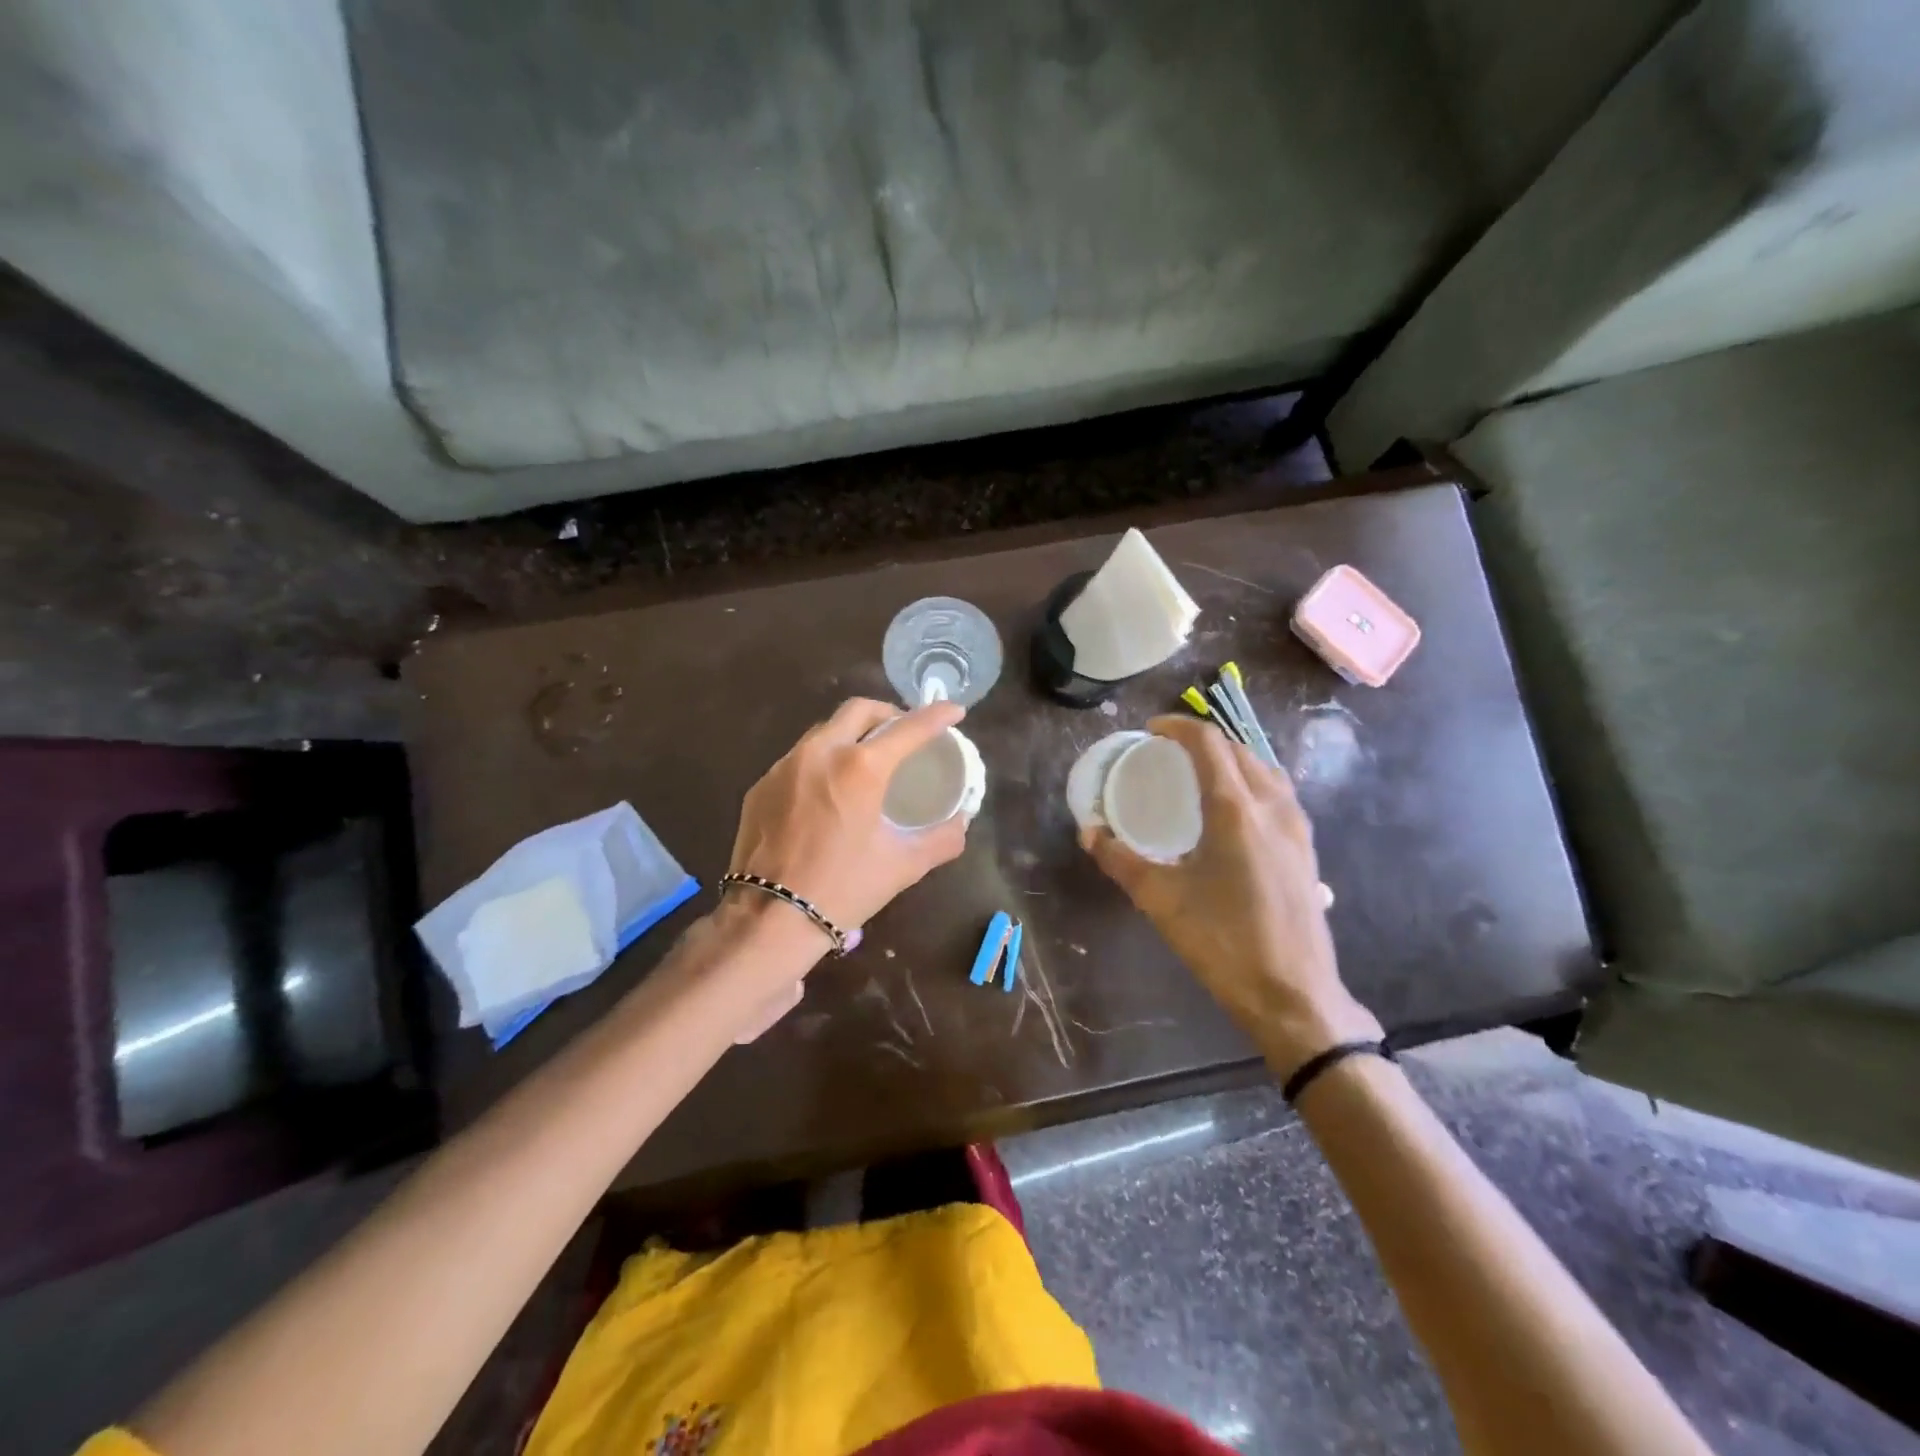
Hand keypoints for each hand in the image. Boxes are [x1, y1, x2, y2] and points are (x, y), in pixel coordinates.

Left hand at [729, 697, 969, 945]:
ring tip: (867, 760)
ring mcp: (785, 766)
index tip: (954, 711)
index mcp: (860, 768)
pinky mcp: (761, 785)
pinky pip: (799, 759)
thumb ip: (941, 839)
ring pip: (825, 731)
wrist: (769, 919)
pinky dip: (823, 761)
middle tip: (904, 733)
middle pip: (858, 710)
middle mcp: (820, 753)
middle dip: (888, 713)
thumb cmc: (843, 889)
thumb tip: (960, 823)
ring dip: (852, 734)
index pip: (908, 728)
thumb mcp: (903, 865)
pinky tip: (829, 791)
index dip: (936, 715)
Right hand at [1081, 715, 1381, 1076]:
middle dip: (1203, 740)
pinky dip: (1252, 780)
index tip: (1151, 730)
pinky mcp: (1307, 848)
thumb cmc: (1223, 942)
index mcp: (1236, 809)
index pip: (1209, 744)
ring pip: (1264, 768)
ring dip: (1231, 757)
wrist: (1293, 995)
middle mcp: (1272, 806)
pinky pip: (1278, 792)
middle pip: (1239, 749)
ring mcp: (1296, 827)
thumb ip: (1121, 860)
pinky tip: (1235, 808)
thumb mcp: (1161, 899)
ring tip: (1201, 771)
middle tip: (1169, 751)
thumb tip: (1090, 833)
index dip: (1178, 728)